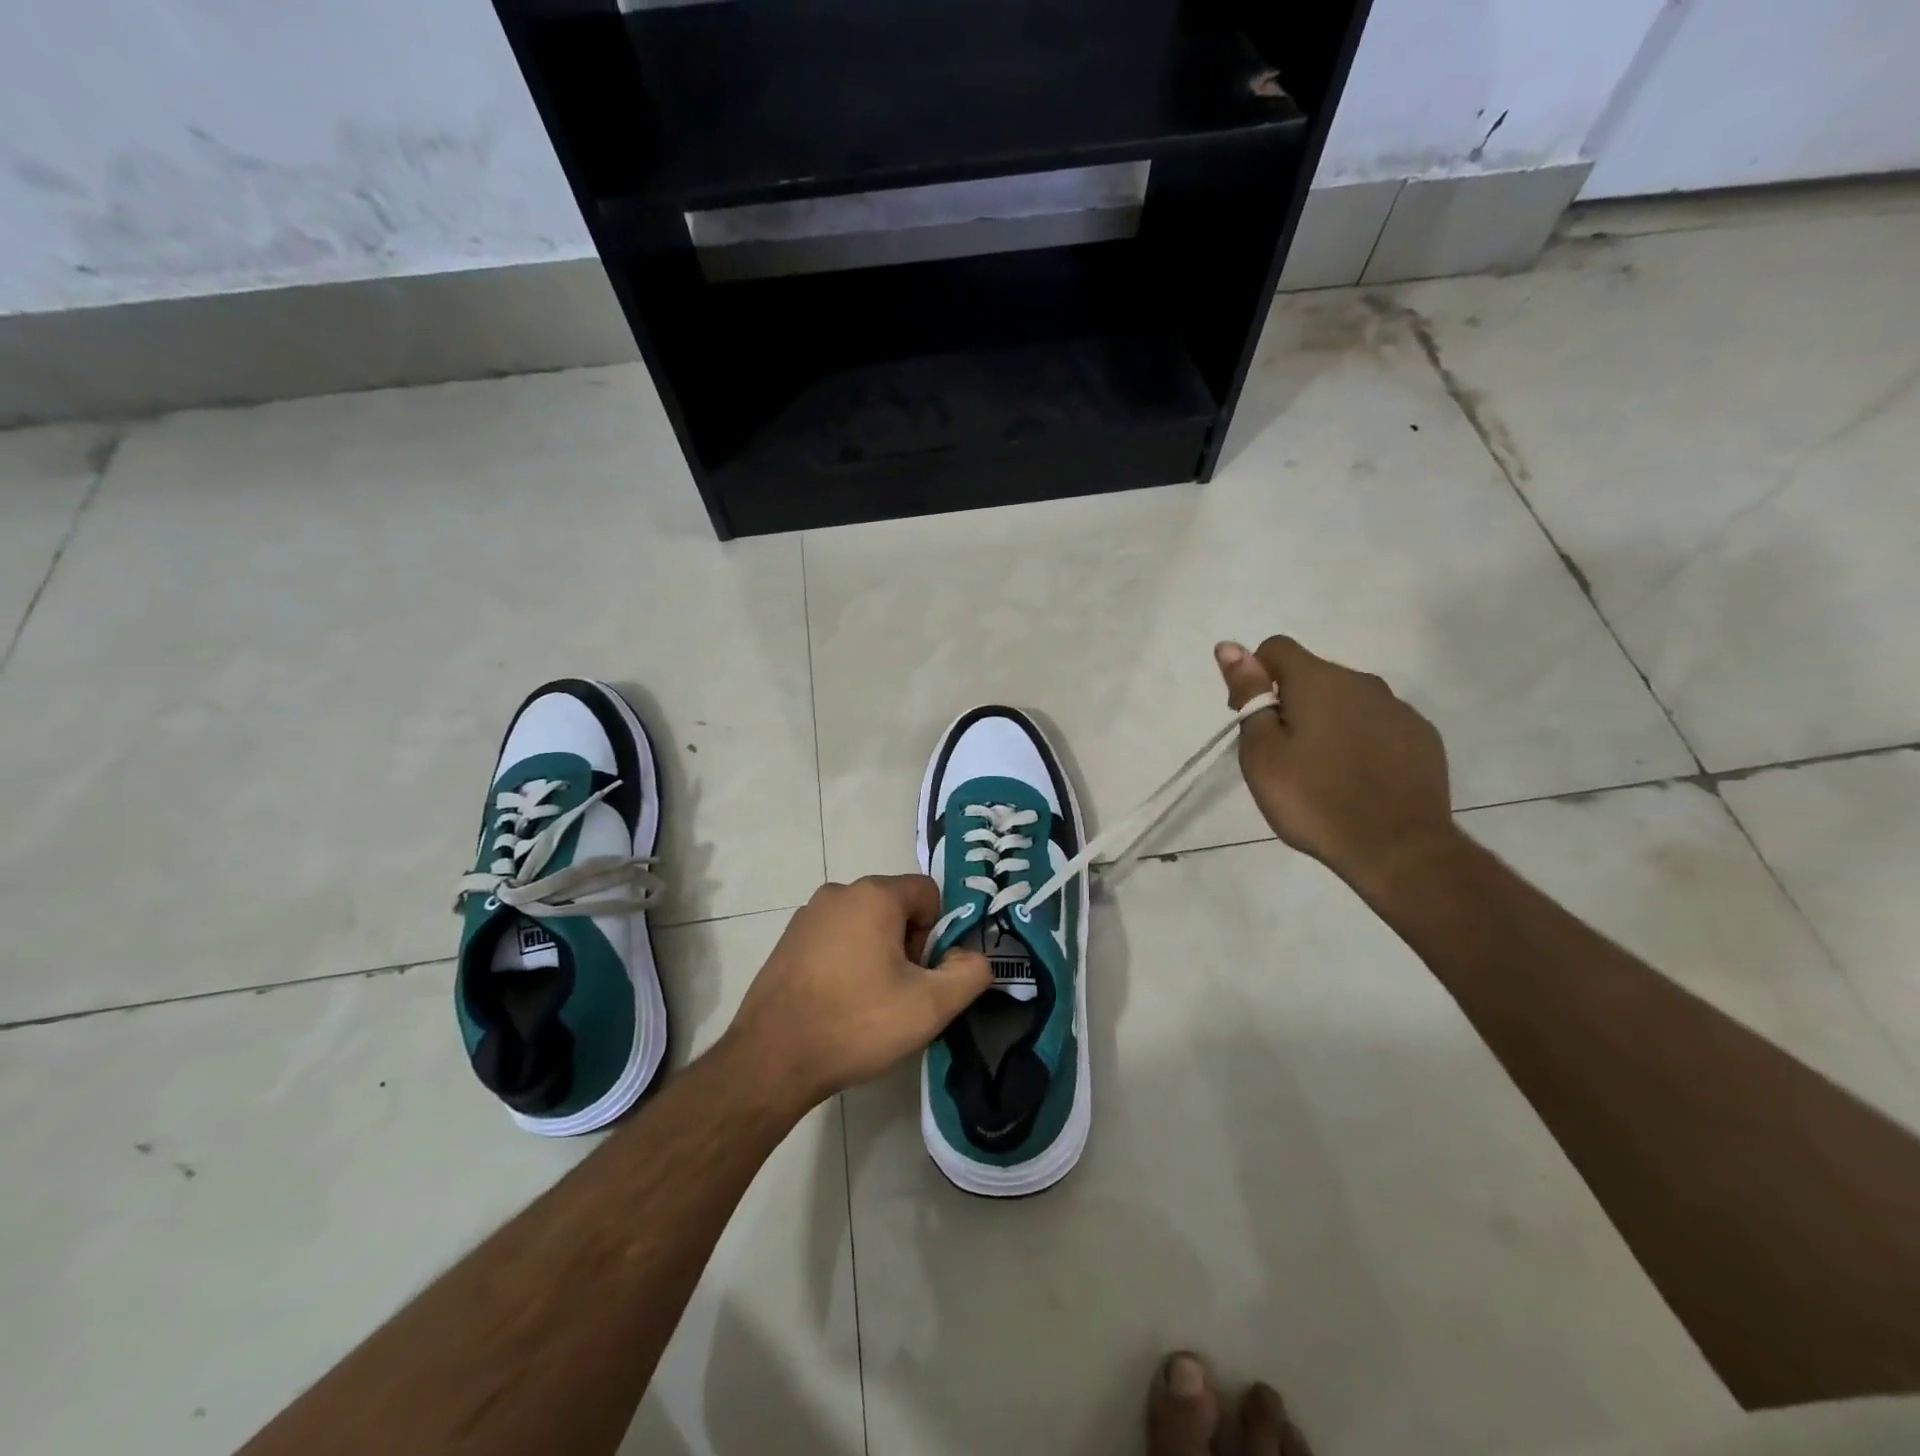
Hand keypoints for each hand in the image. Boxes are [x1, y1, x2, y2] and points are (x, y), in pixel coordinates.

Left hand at [725, 875, 991, 1112]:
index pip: (928, 893)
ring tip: (867, 1002)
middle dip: (907, 944)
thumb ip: (969, 973)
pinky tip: (838, 1003)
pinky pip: (835, 939)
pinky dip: (846, 961)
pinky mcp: (787, 940)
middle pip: (896, 907)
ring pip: (865, 924)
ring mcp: (807, 915)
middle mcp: (838, 892)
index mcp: (874, 895)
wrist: (772, 1058)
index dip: (936, 933)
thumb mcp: (931, 1006)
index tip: (923, 974)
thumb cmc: (857, 1023)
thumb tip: (972, 957)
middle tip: (899, 992)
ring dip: (877, 954)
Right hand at [1214, 637, 1455, 893]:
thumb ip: (1248, 694)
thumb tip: (1229, 646)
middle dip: (1290, 702)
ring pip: (1347, 701)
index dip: (1255, 676)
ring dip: (1327, 721)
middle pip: (1312, 675)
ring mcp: (1398, 709)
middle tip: (1281, 755)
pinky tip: (1356, 779)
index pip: (1276, 649)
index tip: (1253, 718)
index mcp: (1318, 680)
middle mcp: (1362, 682)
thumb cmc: (1313, 799)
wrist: (1397, 849)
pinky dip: (1360, 740)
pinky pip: (1378, 724)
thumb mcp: (1262, 751)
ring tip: (1320, 772)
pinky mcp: (1422, 737)